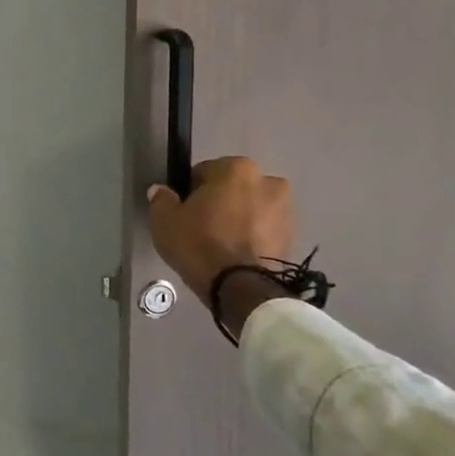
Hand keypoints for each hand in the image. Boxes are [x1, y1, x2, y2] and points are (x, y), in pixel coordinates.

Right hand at [146, 157, 296, 311]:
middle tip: (202, 225)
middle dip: (220, 201)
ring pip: (251, 208)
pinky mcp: (293, 236)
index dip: (190, 190)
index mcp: (236, 168)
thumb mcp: (163, 219)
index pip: (204, 171)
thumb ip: (161, 198)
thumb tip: (162, 191)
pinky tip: (236, 253)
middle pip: (233, 188)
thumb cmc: (198, 243)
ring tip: (221, 243)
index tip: (183, 210)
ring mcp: (286, 209)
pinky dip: (253, 236)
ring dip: (239, 218)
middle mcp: (268, 181)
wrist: (240, 287)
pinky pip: (264, 229)